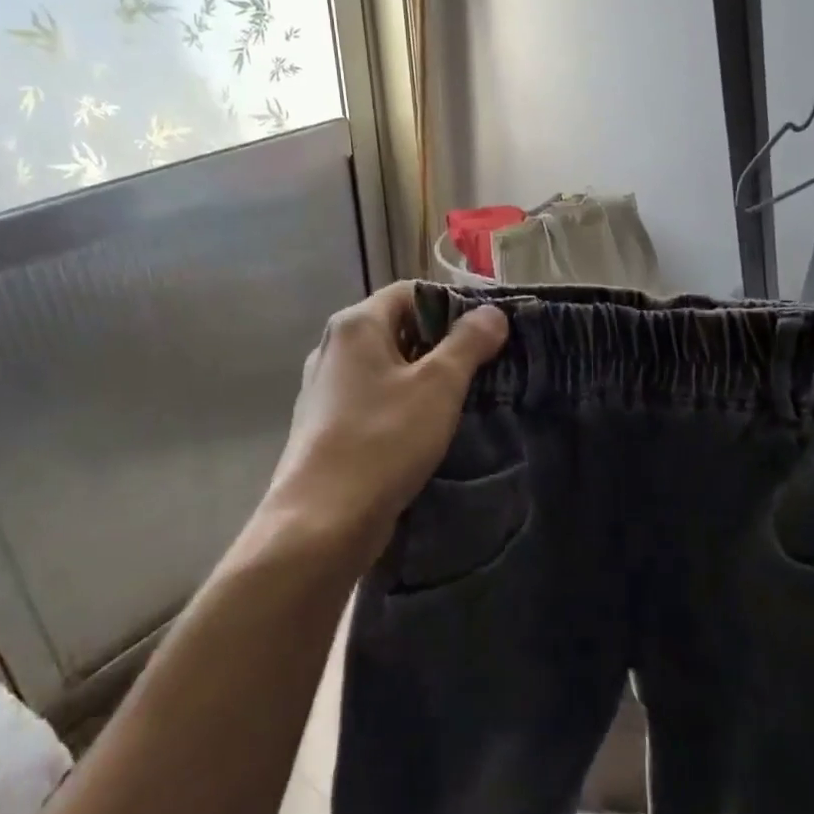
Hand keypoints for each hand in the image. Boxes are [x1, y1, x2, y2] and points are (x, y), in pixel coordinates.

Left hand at [261, 282, 508, 568]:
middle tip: (484, 366)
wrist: (321, 521)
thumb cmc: (383, 440)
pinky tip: (426, 428)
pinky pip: (374, 398)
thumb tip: (492, 312)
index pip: (411, 292)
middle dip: (442, 343)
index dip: (453, 304)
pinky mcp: (326, 424)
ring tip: (463, 398)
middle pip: (398, 327)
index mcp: (355, 324)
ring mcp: (326, 388)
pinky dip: (403, 402)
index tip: (488, 332)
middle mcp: (334, 347)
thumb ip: (468, 343)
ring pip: (387, 366)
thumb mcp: (438, 386)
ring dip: (425, 376)